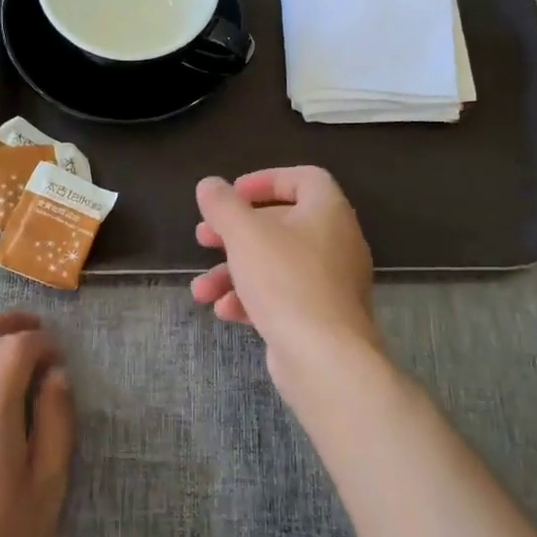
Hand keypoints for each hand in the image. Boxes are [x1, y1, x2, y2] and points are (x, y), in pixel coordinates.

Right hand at [191, 168, 381, 391]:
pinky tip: (224, 311)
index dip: (265, 180)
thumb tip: (209, 184)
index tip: (233, 194)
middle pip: (281, 224)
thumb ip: (222, 205)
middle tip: (203, 238)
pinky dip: (252, 298)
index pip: (304, 178)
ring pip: (275, 264)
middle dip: (235, 232)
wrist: (325, 358)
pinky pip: (282, 296)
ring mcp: (330, 282)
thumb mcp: (244, 234)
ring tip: (201, 290)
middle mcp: (335, 242)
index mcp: (327, 211)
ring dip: (233, 272)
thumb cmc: (285, 281)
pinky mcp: (321, 316)